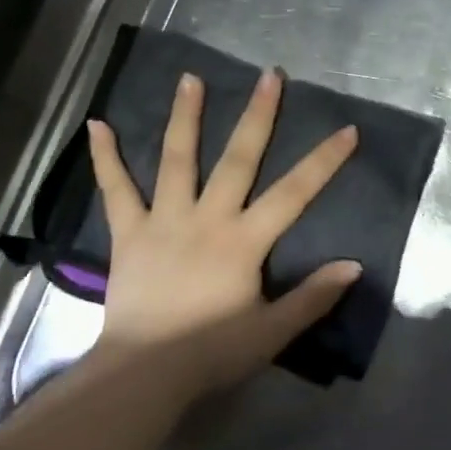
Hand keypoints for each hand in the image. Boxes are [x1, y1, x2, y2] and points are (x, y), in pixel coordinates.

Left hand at [84, 68, 360, 397]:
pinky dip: (105, 158)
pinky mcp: (128, 233)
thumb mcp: (272, 332)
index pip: (293, 193)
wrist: (144, 373)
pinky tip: (96, 125)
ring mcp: (163, 221)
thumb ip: (313, 297)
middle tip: (270, 76)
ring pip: (177, 159)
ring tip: (190, 78)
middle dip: (258, 116)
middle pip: (238, 159)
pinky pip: (116, 190)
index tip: (346, 130)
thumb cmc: (211, 353)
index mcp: (243, 241)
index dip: (323, 161)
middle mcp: (206, 218)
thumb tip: (354, 265)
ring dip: (185, 117)